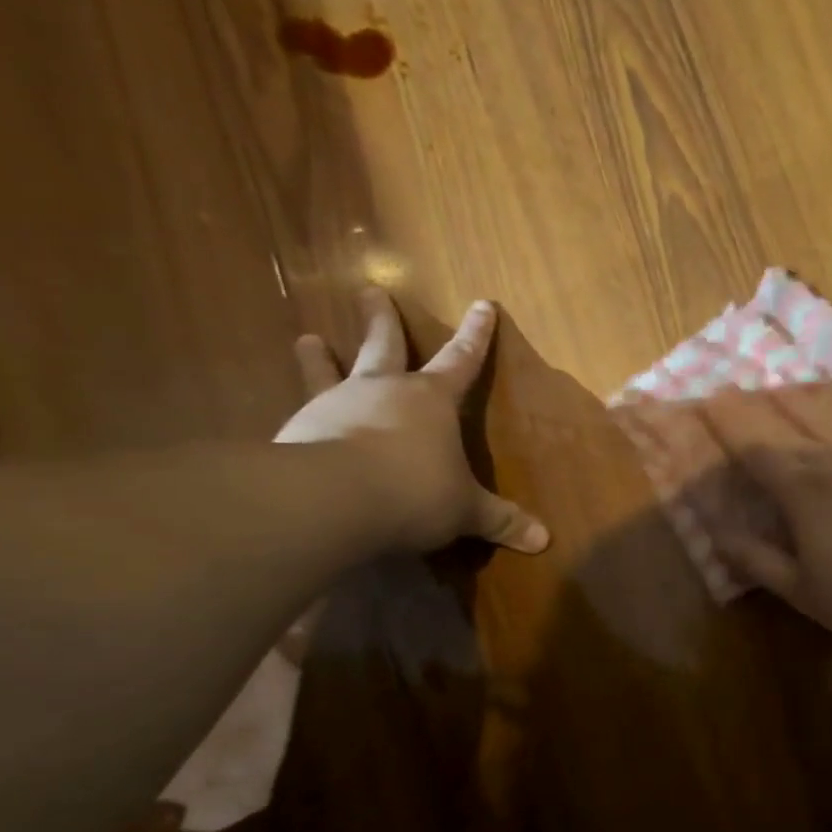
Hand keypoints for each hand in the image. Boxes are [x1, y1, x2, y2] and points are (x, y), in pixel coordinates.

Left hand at [276, 288, 547, 554]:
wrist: (333, 499)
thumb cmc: (415, 491)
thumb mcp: (466, 510)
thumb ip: (500, 520)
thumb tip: (544, 540)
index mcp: (432, 399)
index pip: (462, 360)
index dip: (476, 335)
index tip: (483, 304)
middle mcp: (383, 391)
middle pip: (384, 345)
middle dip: (382, 319)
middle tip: (370, 291)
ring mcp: (335, 405)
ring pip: (329, 370)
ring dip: (319, 356)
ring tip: (307, 338)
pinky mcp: (297, 430)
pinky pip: (300, 412)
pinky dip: (298, 411)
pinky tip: (288, 418)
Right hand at [702, 386, 831, 650]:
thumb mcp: (806, 592)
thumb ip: (759, 561)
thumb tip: (716, 534)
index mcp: (805, 493)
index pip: (757, 452)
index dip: (730, 428)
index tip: (708, 402)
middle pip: (789, 430)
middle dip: (757, 411)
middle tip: (733, 388)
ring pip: (830, 423)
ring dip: (802, 405)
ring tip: (781, 387)